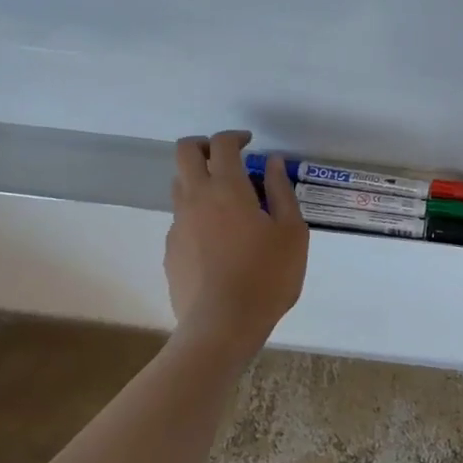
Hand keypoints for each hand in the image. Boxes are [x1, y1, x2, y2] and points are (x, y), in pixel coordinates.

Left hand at [164, 131, 308, 342]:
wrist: (222, 325)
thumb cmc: (267, 276)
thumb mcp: (292, 232)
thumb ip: (281, 192)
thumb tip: (271, 163)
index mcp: (227, 188)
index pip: (222, 144)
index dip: (235, 137)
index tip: (250, 143)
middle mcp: (195, 199)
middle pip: (185, 152)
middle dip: (204, 145)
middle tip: (228, 158)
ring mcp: (178, 225)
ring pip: (180, 186)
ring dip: (200, 180)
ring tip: (229, 204)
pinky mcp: (171, 251)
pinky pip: (182, 220)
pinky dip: (198, 216)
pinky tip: (221, 243)